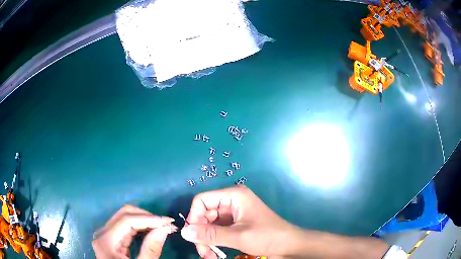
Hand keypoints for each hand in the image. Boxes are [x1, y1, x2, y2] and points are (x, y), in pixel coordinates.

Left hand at [92, 205, 176, 258]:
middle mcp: (102, 232)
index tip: (169, 222)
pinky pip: (124, 226)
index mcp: (106, 240)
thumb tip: (164, 230)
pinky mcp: (110, 238)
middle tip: (166, 225)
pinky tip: (150, 231)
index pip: (127, 219)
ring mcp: (105, 234)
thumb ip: (150, 250)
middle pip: (124, 214)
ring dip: (144, 220)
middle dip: (147, 217)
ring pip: (124, 217)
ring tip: (162, 227)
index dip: (149, 218)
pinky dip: (139, 226)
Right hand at [180, 186, 297, 257]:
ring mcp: (233, 214)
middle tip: (201, 251)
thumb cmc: (267, 236)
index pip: (202, 200)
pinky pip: (217, 230)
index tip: (192, 235)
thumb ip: (210, 234)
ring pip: (209, 224)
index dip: (194, 216)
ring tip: (207, 255)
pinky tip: (213, 253)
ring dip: (206, 239)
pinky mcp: (236, 224)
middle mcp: (232, 201)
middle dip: (200, 232)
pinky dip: (213, 241)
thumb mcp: (237, 236)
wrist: (289, 246)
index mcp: (233, 196)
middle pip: (205, 213)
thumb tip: (184, 232)